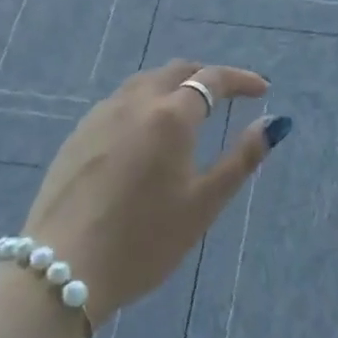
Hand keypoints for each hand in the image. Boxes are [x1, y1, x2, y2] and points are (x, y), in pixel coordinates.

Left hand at [22, 60, 290, 320]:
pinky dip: (145, 102)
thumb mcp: (203, 203)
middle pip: (176, 71)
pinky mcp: (77, 135)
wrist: (63, 267)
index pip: (212, 79)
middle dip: (206, 76)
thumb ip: (241, 159)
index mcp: (171, 115)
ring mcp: (100, 116)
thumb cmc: (144, 239)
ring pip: (144, 82)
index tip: (262, 89)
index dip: (241, 80)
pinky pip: (120, 102)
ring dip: (173, 85)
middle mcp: (134, 102)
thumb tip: (274, 124)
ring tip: (190, 110)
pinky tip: (147, 132)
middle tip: (229, 95)